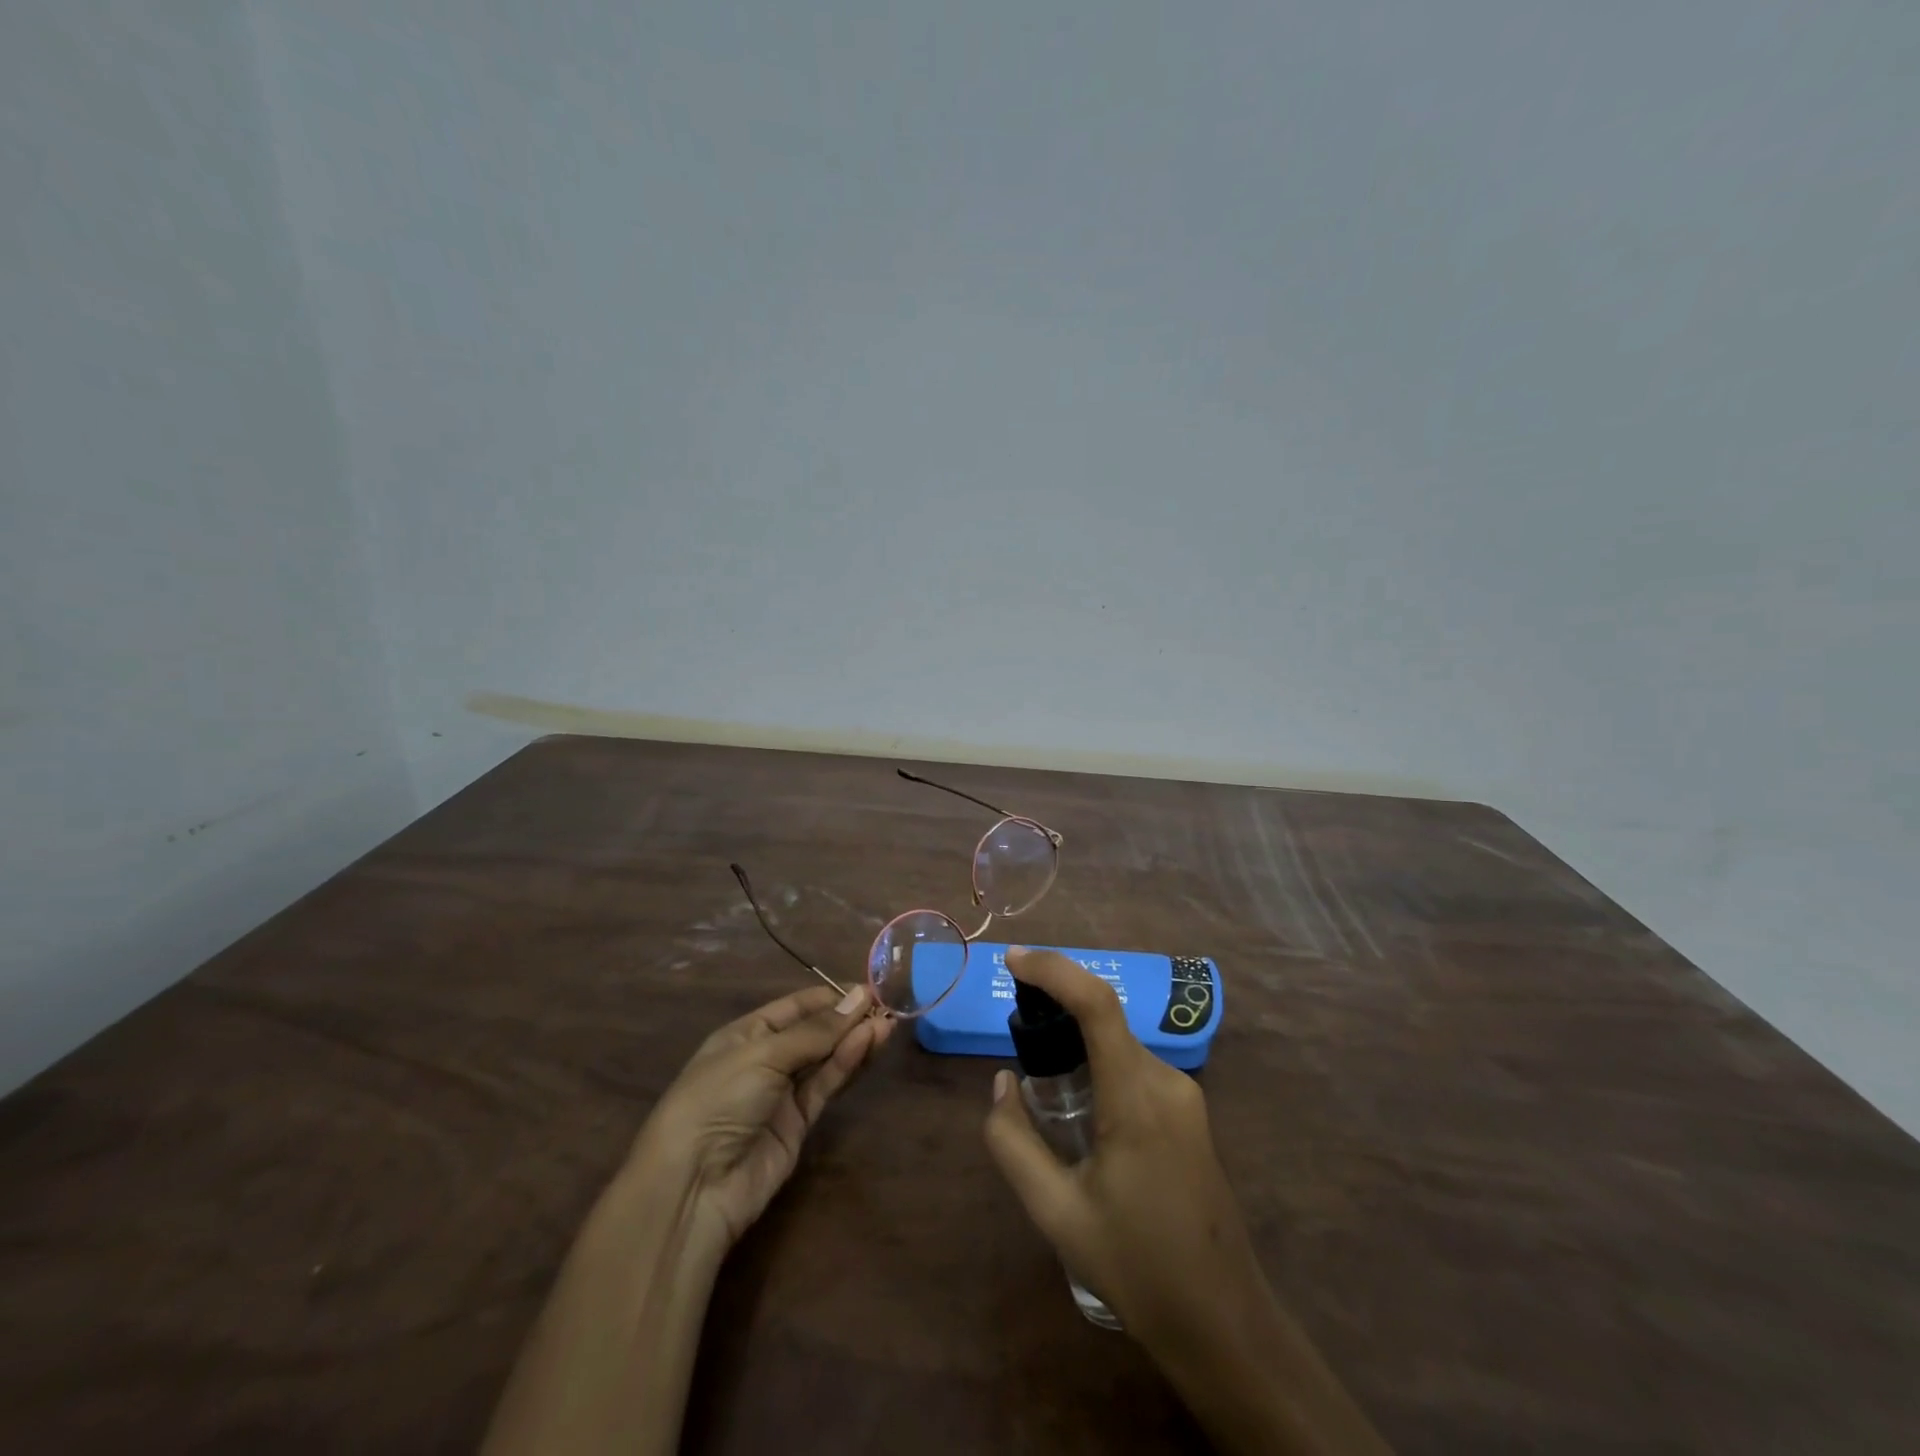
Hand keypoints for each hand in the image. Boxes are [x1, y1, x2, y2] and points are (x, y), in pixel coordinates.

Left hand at [485, 982, 890, 1455]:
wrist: (693, 1186)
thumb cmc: (718, 1099)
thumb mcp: (765, 1055)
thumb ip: (816, 1031)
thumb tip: (860, 998)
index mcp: (745, 1034)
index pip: (794, 1007)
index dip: (830, 996)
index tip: (868, 989)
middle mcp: (765, 1059)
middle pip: (814, 1031)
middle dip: (847, 1018)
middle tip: (886, 1006)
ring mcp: (781, 1093)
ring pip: (825, 1058)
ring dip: (854, 1040)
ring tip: (888, 1023)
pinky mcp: (798, 1124)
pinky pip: (825, 1086)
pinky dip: (846, 1065)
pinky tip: (867, 1045)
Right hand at [981, 947, 1256, 1341]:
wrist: (1223, 1323)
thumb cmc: (1137, 1268)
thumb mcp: (1056, 1213)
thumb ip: (1014, 1142)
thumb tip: (1002, 1081)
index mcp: (1136, 1100)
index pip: (1098, 1004)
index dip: (1055, 970)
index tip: (1013, 960)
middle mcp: (1166, 1082)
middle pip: (1105, 1018)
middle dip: (1056, 1006)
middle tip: (1014, 1031)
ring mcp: (1184, 1096)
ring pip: (1118, 1043)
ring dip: (1076, 1040)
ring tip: (1040, 1081)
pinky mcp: (1189, 1112)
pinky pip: (1133, 1067)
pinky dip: (1098, 1063)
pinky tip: (1078, 1109)